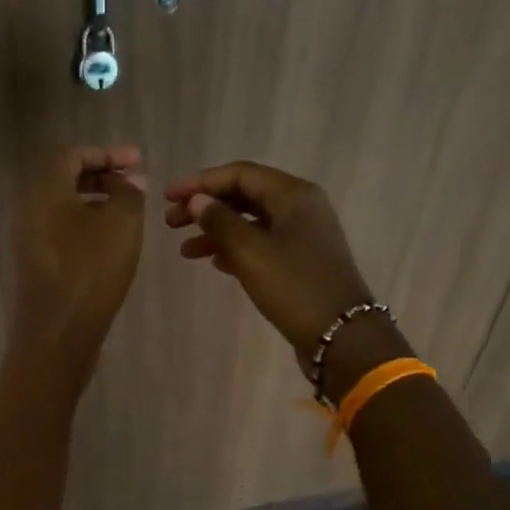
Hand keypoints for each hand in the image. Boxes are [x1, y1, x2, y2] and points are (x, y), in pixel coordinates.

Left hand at [11, 145, 146, 369]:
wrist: (56, 334)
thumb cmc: (90, 271)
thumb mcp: (121, 224)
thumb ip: (129, 192)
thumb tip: (129, 180)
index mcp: (44, 190)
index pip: (73, 155)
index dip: (108, 153)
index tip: (139, 161)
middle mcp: (29, 208)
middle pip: (65, 178)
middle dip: (102, 175)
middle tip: (135, 183)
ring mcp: (28, 238)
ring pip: (63, 206)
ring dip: (96, 201)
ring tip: (128, 211)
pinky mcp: (34, 263)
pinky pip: (60, 230)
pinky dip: (86, 225)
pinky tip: (110, 241)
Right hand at [165, 160, 405, 391]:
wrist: (341, 335)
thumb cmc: (294, 287)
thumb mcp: (250, 252)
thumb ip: (220, 221)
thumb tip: (197, 201)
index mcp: (293, 194)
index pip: (239, 174)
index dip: (200, 183)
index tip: (167, 197)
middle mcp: (300, 207)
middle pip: (244, 195)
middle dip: (205, 207)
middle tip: (170, 223)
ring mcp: (302, 234)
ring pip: (250, 221)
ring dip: (216, 231)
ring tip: (185, 251)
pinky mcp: (300, 260)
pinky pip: (260, 242)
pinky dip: (235, 248)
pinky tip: (214, 263)